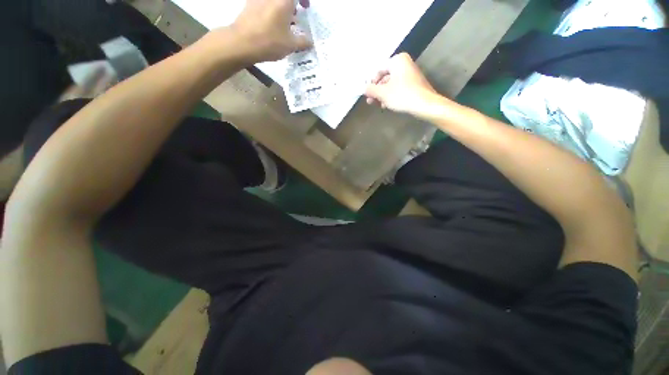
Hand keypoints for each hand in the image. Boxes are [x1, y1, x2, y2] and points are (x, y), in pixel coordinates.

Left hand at [229, 0, 311, 63]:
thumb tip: (310, 42)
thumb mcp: (290, 45)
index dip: (304, 0)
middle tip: (295, 15)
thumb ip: (302, 42)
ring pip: (274, 1)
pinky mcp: (250, 3)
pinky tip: (272, 24)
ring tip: (284, 22)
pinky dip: (271, 9)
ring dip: (281, 7)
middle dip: (291, 5)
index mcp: (284, 1)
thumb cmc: (269, 42)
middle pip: (285, 0)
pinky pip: (264, 3)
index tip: (305, 7)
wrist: (242, 43)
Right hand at [365, 53, 437, 114]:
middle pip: (384, 77)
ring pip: (391, 85)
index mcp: (397, 61)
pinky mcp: (413, 85)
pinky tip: (386, 105)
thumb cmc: (402, 95)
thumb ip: (370, 90)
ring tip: (376, 105)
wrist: (424, 105)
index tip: (366, 93)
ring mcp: (410, 75)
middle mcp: (404, 64)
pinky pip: (398, 88)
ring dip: (382, 95)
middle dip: (376, 91)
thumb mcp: (382, 93)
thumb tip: (362, 88)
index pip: (378, 70)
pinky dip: (391, 96)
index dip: (371, 82)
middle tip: (370, 101)